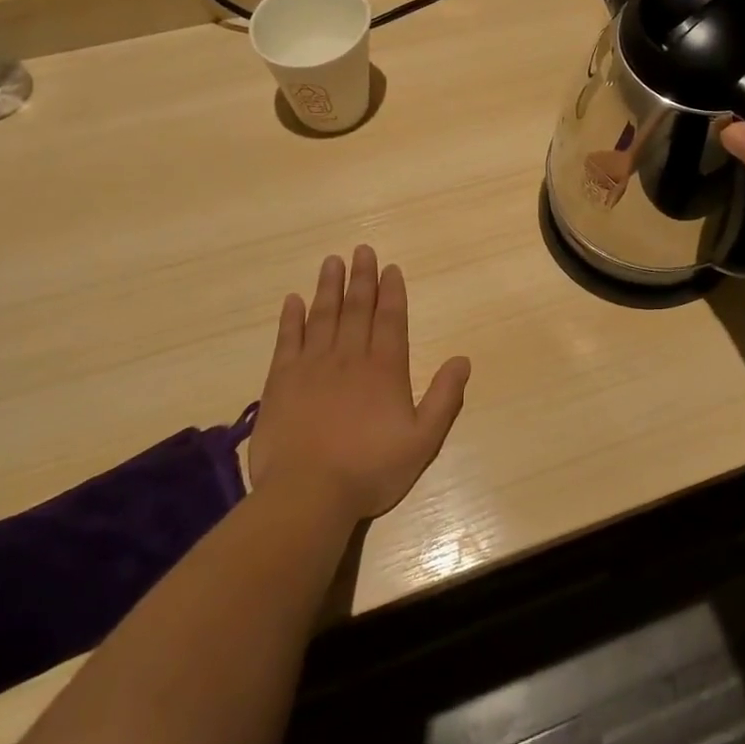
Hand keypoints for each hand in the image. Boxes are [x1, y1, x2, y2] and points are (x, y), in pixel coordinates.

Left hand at [249, 246, 470, 521]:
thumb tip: (463, 360)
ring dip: (329, 287)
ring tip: (332, 262)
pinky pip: (288, 339)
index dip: (392, 292)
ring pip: (323, 315)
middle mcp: (350, 357)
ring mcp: (312, 366)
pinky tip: (293, 300)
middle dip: (362, 278)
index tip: (390, 268)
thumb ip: (444, 398)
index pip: (391, 319)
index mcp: (385, 369)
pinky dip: (291, 318)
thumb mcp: (423, 440)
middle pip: (357, 308)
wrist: (308, 493)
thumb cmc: (370, 469)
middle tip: (362, 250)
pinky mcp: (281, 380)